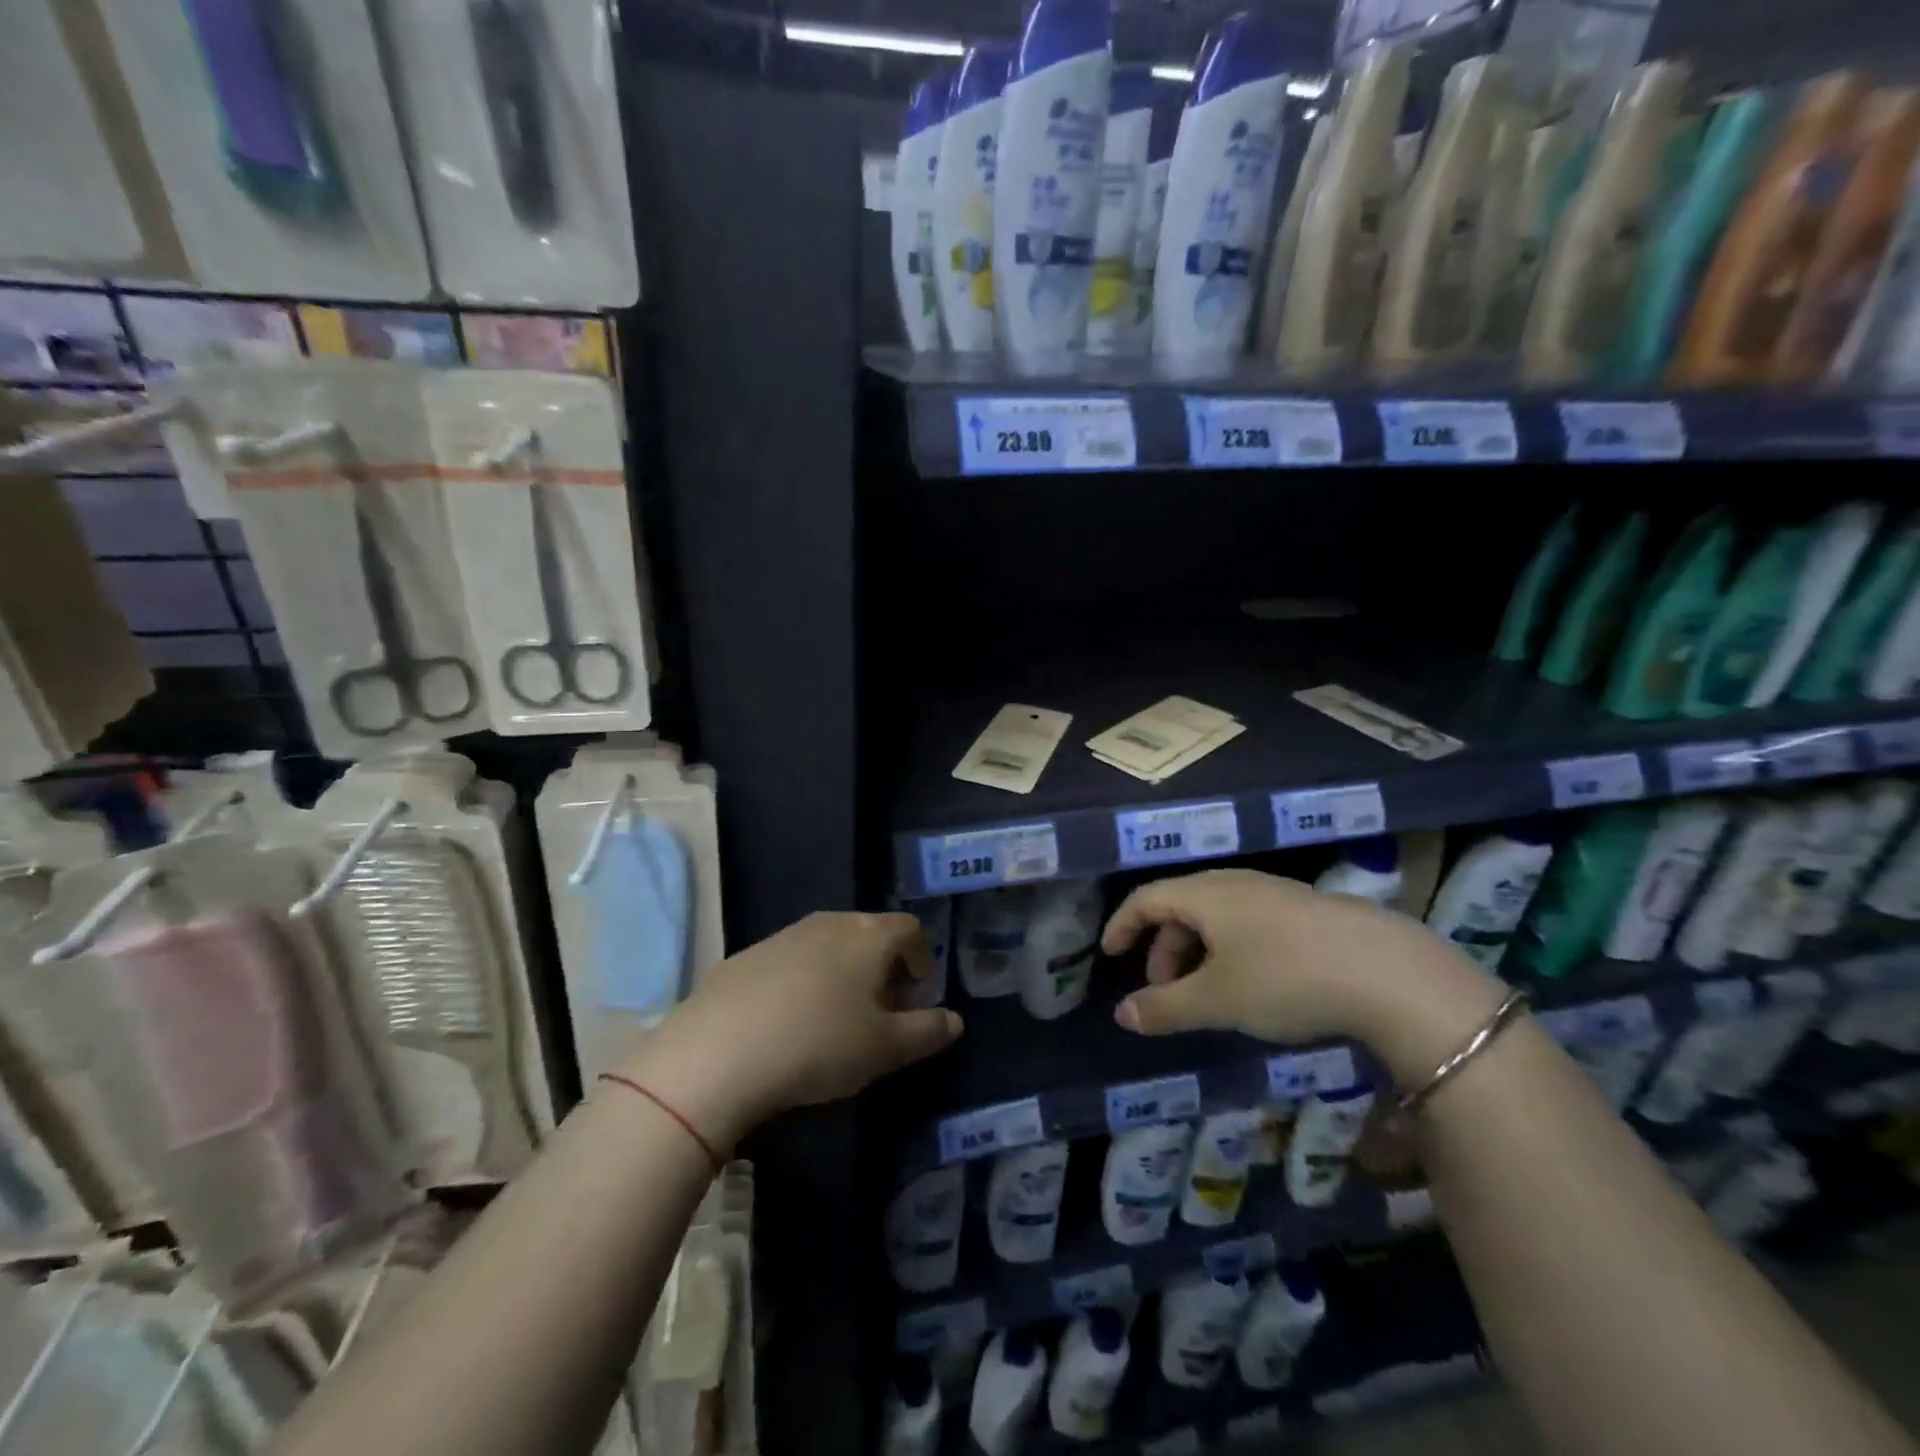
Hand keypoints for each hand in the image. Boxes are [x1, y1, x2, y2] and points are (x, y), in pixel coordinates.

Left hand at [622, 912, 962, 1150]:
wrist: (717, 1052)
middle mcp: (829, 923)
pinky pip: (791, 961)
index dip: (922, 958)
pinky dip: (803, 982)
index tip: (918, 994)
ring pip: (828, 945)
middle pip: (869, 934)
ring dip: (842, 973)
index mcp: (868, 935)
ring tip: (835, 1019)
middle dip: (883, 968)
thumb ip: (927, 1032)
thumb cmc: (818, 1044)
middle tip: (881, 1011)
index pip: (910, 930)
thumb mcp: (884, 1049)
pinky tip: (789, 1023)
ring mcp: (784, 935)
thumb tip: (955, 1020)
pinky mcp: (747, 955)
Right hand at [1102, 869, 1501, 1080]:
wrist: (1389, 971)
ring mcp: (1275, 893)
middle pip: (1181, 906)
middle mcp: (1235, 883)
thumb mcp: (1217, 1000)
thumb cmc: (1285, 978)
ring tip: (1209, 993)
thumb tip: (1121, 1014)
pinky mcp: (1307, 910)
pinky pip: (1249, 922)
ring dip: (1198, 952)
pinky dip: (1231, 949)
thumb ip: (1164, 1007)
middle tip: (1165, 991)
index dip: (1122, 925)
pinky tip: (1254, 984)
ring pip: (1217, 915)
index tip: (1109, 954)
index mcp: (1204, 894)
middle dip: (1163, 948)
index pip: (1146, 898)